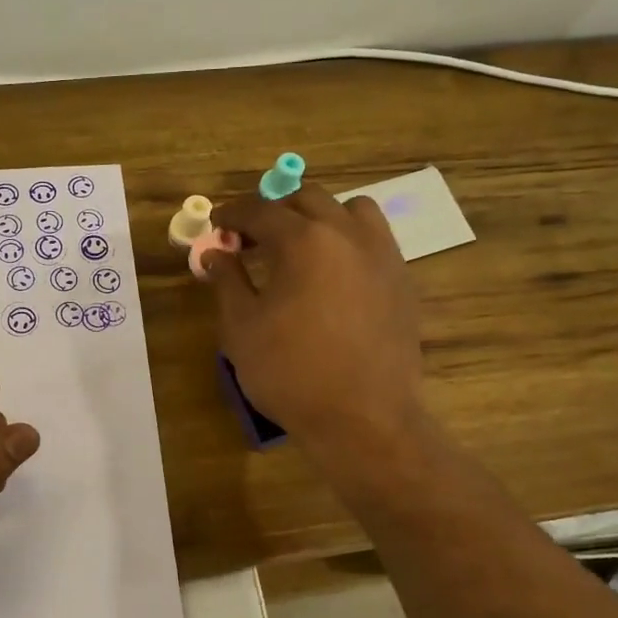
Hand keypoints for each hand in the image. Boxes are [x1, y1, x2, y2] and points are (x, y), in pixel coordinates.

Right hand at [203, 185, 427, 453]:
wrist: (364, 419)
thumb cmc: (291, 373)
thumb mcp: (242, 327)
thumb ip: (227, 280)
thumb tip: (215, 252)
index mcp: (304, 241)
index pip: (261, 210)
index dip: (233, 213)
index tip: (217, 224)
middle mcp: (348, 235)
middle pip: (308, 199)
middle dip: (274, 210)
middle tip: (251, 238)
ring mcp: (383, 256)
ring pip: (352, 210)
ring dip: (320, 217)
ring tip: (300, 247)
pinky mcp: (403, 281)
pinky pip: (375, 241)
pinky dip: (348, 241)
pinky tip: (333, 276)